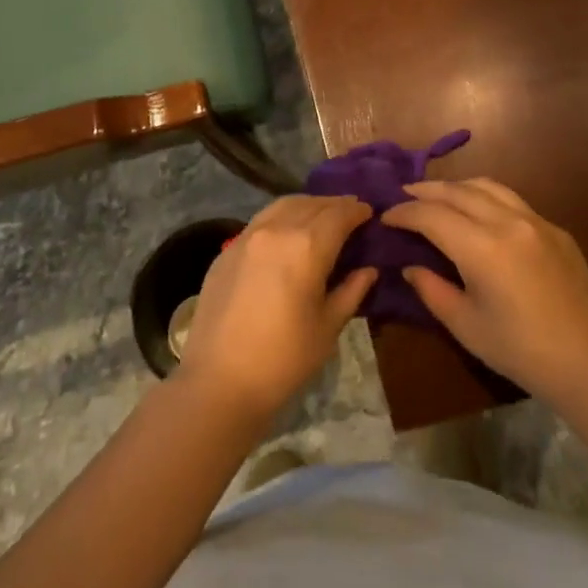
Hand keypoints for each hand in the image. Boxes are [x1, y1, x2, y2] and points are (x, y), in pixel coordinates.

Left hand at [176, 195, 375, 423]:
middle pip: (311, 204)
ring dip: (306, 206)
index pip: (339, 214)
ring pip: (282, 206)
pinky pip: (260, 221)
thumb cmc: (283, 359)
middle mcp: (276, 230)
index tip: (369, 212)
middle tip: (350, 213)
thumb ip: (351, 291)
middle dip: (334, 205)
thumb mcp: (327, 327)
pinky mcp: (226, 251)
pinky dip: (281, 218)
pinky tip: (287, 234)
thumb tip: (368, 270)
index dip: (357, 210)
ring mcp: (246, 237)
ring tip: (320, 217)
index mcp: (306, 246)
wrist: (219, 382)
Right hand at [382, 179, 587, 407]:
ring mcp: (536, 221)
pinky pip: (512, 200)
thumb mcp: (465, 326)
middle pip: (458, 191)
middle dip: (425, 190)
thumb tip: (410, 266)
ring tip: (437, 195)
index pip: (432, 215)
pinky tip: (478, 211)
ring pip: (487, 186)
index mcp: (483, 248)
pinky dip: (486, 197)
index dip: (404, 213)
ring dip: (456, 187)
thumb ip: (432, 289)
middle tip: (402, 195)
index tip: (385, 217)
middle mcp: (509, 222)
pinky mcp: (555, 229)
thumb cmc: (520, 352)